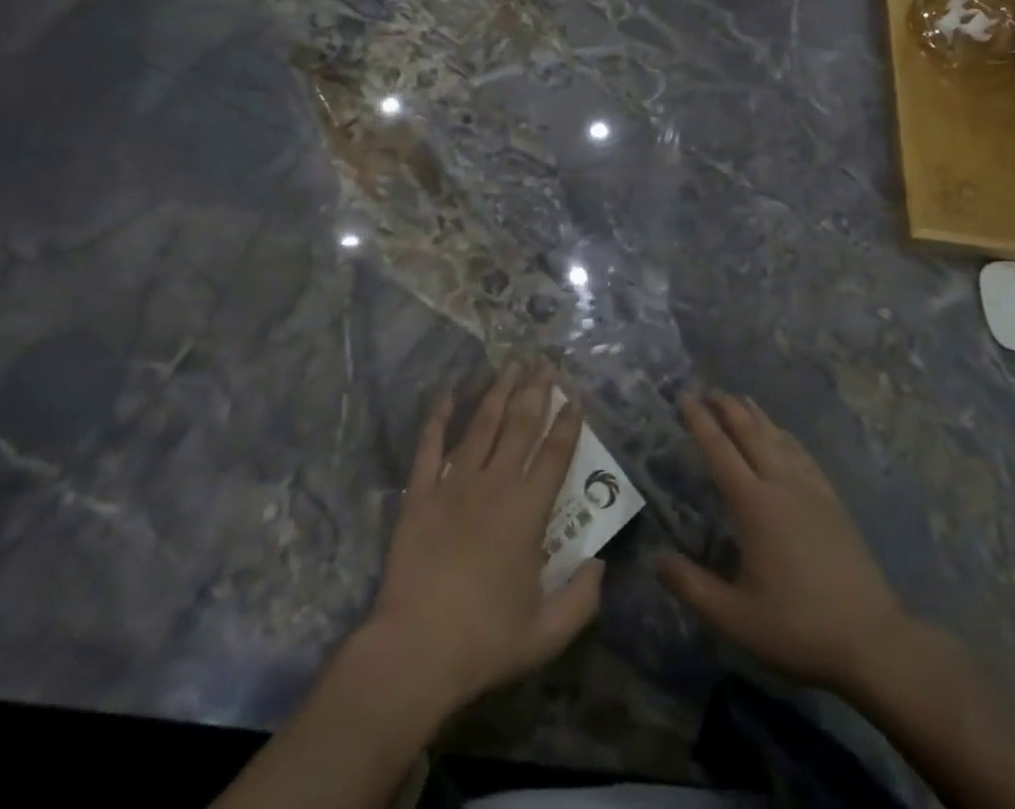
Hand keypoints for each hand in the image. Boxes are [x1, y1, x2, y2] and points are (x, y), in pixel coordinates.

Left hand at [362, 364, 602, 720]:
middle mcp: (494, 485)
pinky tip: (448, 394)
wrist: (414, 651)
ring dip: (499, 392)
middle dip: (536, 392)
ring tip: (512, 365)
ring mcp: (454, 484)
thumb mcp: (547, 632)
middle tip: (545, 363)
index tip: (576, 397)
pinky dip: (439, 417)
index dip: (568, 424)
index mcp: (527, 512)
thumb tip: (601, 563)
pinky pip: (430, 446)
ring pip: (482, 425)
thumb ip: (581, 598)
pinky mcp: (419, 493)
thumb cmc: (484, 641)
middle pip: (520, 427)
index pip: (555, 456)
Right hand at [659, 390, 923, 694]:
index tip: (684, 397)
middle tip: (708, 389)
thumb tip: (655, 559)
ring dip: (756, 415)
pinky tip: (784, 435)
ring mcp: (811, 489)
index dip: (700, 422)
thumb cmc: (797, 626)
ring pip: (778, 437)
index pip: (720, 451)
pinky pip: (803, 454)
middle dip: (727, 407)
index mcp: (754, 505)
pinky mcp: (832, 501)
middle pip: (750, 433)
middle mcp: (781, 484)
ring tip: (740, 399)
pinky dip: (786, 435)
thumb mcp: (735, 617)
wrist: (871, 638)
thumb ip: (691, 586)